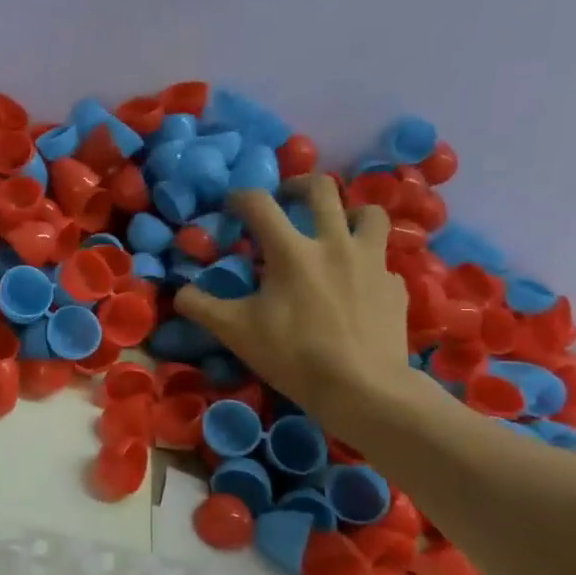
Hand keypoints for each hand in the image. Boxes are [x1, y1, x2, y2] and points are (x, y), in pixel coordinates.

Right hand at [173, 177, 414, 430]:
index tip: (231, 207)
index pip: (259, 203)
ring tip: (332, 228)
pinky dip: (365, 261)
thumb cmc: (293, 355)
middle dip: (298, 185)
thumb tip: (180, 292)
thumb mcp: (235, 332)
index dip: (240, 198)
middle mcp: (334, 243)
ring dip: (347, 212)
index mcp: (292, 251)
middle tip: (286, 199)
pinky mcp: (395, 285)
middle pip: (321, 188)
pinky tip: (354, 281)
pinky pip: (381, 259)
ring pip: (368, 212)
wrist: (363, 389)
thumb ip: (201, 306)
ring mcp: (372, 262)